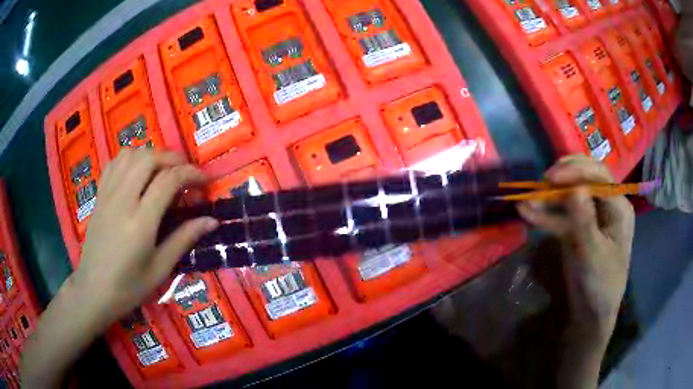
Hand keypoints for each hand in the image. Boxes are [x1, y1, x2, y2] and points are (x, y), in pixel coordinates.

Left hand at [72, 149, 218, 330]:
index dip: (191, 174)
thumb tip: (211, 220)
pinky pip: (115, 162)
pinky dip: (131, 158)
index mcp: (140, 222)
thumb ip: (184, 239)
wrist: (94, 289)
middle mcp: (123, 200)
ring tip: (163, 171)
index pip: (169, 181)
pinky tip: (138, 172)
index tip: (205, 181)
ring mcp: (108, 194)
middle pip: (149, 158)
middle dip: (173, 159)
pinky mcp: (100, 194)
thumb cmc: (129, 286)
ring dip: (152, 155)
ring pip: (131, 154)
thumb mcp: (160, 269)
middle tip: (185, 173)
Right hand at [517, 155, 634, 338]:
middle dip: (563, 177)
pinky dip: (546, 213)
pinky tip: (528, 212)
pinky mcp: (579, 228)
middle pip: (586, 177)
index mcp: (618, 207)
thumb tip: (574, 189)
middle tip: (543, 182)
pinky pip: (563, 214)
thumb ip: (584, 221)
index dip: (575, 171)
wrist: (590, 315)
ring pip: (572, 193)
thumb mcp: (591, 255)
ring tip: (527, 200)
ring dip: (550, 196)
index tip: (550, 178)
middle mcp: (607, 205)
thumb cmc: (598, 286)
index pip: (599, 176)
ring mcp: (593, 216)